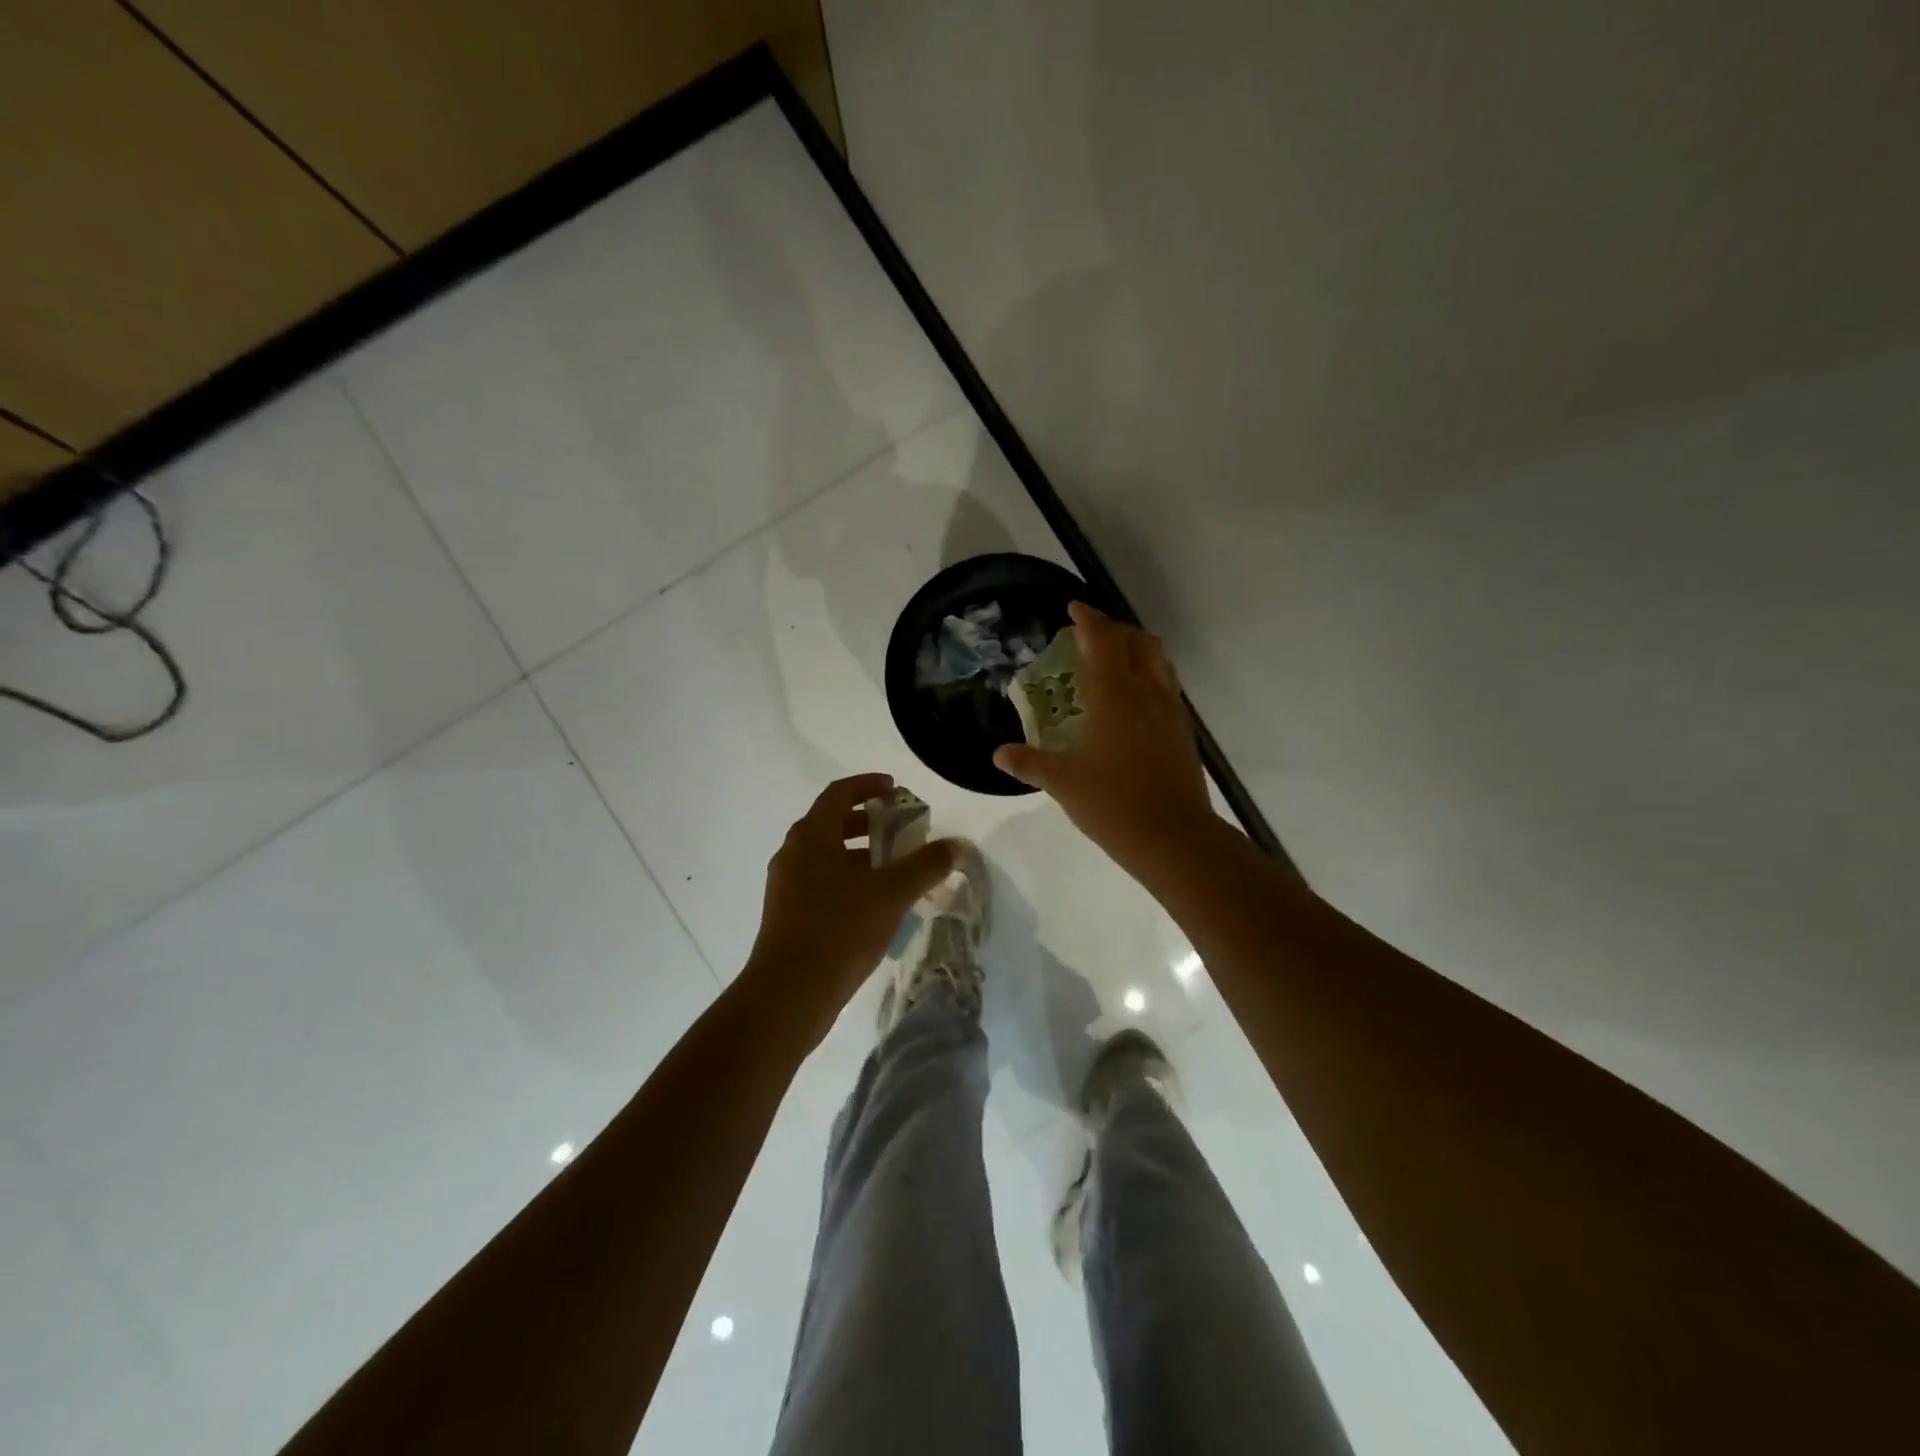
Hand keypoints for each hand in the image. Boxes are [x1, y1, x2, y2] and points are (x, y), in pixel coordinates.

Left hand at [745, 774, 956, 1034]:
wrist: (789, 993)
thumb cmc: (839, 929)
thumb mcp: (892, 893)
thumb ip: (926, 865)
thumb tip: (956, 845)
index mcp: (812, 835)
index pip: (839, 793)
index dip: (868, 785)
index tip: (895, 789)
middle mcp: (793, 853)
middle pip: (832, 823)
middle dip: (869, 822)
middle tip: (901, 830)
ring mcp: (786, 886)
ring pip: (827, 857)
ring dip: (861, 855)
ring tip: (896, 871)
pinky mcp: (787, 916)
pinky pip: (822, 884)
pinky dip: (849, 881)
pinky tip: (876, 906)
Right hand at [994, 602, 1216, 878]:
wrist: (1174, 837)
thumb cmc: (1113, 804)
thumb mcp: (1063, 783)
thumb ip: (1029, 763)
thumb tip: (998, 754)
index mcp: (1115, 695)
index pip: (1103, 641)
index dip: (1088, 619)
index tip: (1073, 609)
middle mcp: (1146, 692)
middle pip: (1137, 641)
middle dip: (1115, 628)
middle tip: (1091, 634)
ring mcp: (1171, 710)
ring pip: (1158, 660)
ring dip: (1137, 647)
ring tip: (1114, 658)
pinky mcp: (1183, 731)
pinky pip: (1167, 685)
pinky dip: (1150, 674)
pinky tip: (1134, 699)